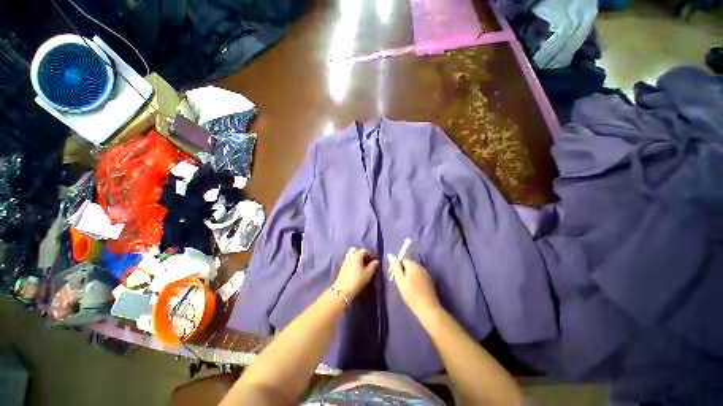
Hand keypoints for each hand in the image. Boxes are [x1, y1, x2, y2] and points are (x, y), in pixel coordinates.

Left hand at [333, 247, 379, 299]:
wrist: (343, 290)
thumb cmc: (357, 280)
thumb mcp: (368, 274)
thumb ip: (373, 266)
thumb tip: (376, 261)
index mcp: (357, 256)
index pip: (364, 250)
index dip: (370, 254)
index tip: (374, 260)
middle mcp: (350, 256)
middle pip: (355, 249)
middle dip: (361, 253)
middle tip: (366, 260)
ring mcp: (345, 261)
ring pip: (351, 254)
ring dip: (357, 257)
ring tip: (362, 265)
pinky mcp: (342, 266)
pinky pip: (348, 259)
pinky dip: (353, 261)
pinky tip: (356, 269)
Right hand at [387, 255, 440, 318]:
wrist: (427, 308)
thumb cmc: (411, 294)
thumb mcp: (400, 280)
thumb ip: (395, 267)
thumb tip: (390, 255)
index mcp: (413, 265)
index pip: (402, 260)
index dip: (396, 266)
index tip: (392, 276)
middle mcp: (420, 266)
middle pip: (408, 264)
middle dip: (401, 271)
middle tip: (397, 282)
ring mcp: (426, 273)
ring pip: (413, 271)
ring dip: (407, 275)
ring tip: (404, 286)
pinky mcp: (429, 281)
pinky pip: (418, 276)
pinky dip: (414, 279)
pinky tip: (412, 288)